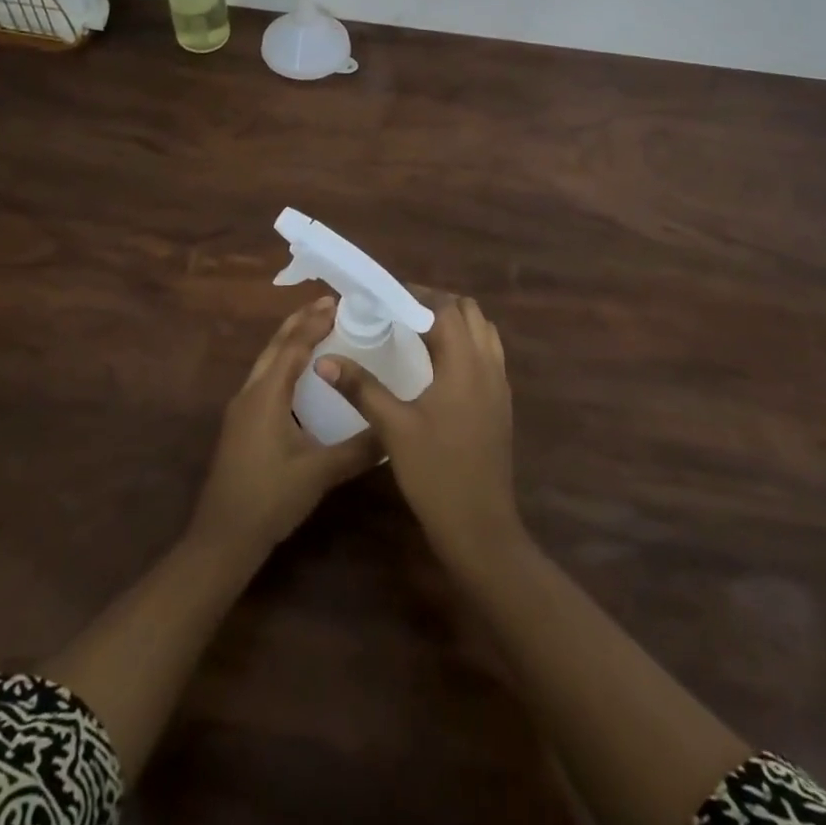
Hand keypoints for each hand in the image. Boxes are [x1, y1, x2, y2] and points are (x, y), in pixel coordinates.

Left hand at [189, 296, 383, 557]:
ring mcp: (242, 410)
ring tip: (318, 329)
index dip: (315, 322)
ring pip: (267, 362)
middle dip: (300, 322)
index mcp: (266, 395)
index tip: (339, 302)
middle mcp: (250, 393)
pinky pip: (265, 380)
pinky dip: (284, 364)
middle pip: (275, 346)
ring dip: (290, 341)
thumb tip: (394, 431)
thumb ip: (359, 450)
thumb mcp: (319, 473)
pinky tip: (301, 377)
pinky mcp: (242, 425)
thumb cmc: (269, 498)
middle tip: (330, 305)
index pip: (292, 346)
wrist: (222, 538)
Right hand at [317, 292, 521, 566]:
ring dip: (455, 323)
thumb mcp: (393, 428)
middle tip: (400, 312)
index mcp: (464, 364)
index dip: (416, 296)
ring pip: (483, 332)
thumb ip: (361, 387)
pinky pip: (488, 355)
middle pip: (469, 313)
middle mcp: (488, 366)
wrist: (480, 528)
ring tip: (418, 333)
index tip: (385, 298)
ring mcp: (499, 386)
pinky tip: (438, 366)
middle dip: (436, 304)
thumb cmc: (436, 473)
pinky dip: (466, 345)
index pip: (445, 309)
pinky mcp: (501, 405)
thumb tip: (325, 359)